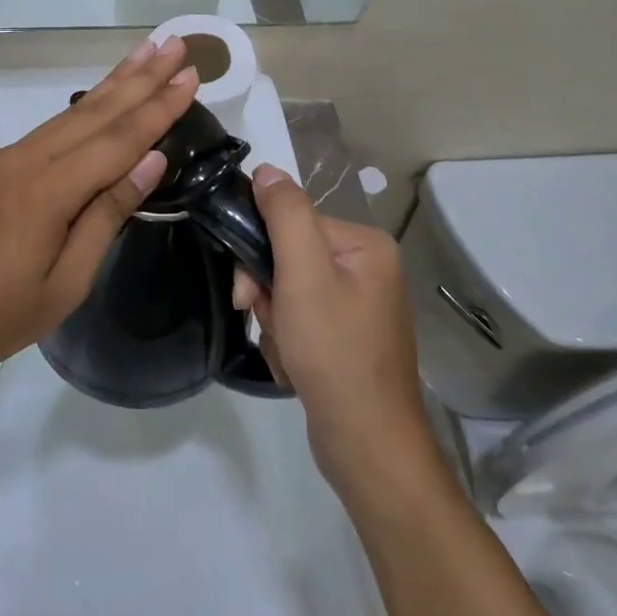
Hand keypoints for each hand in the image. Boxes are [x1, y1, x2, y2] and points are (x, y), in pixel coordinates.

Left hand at [0, 38, 197, 392]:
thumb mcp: (65, 283)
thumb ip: (107, 214)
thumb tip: (151, 160)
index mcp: (47, 190)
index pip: (118, 139)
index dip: (158, 107)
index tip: (191, 75)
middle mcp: (26, 159)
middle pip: (95, 111)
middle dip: (141, 77)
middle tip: (176, 45)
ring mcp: (6, 157)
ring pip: (72, 113)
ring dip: (114, 83)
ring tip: (146, 53)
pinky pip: (50, 129)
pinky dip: (85, 108)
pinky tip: (103, 97)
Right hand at [231, 167, 433, 500]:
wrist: (367, 445)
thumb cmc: (334, 351)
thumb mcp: (304, 274)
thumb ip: (285, 214)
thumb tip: (267, 170)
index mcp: (366, 245)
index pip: (295, 223)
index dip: (263, 252)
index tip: (247, 289)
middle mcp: (368, 268)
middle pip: (291, 256)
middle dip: (268, 290)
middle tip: (262, 318)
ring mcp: (360, 306)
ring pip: (290, 289)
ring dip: (274, 316)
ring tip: (285, 349)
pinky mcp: (349, 337)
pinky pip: (302, 317)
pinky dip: (287, 337)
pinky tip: (293, 363)